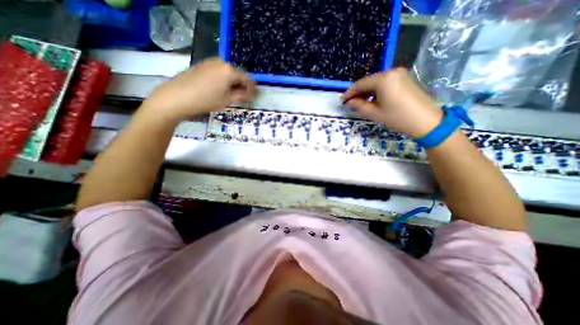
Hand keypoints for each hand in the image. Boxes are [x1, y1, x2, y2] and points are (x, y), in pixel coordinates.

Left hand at [141, 57, 253, 120]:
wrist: (176, 97)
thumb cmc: (205, 101)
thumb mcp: (226, 101)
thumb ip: (240, 96)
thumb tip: (250, 95)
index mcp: (229, 71)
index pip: (246, 79)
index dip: (251, 90)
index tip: (252, 98)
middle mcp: (221, 62)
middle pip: (237, 75)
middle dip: (241, 86)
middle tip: (242, 98)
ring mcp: (210, 62)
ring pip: (228, 73)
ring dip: (232, 83)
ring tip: (231, 95)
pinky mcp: (202, 65)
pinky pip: (218, 72)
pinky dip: (223, 80)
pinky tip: (219, 90)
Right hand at [341, 67, 445, 137]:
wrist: (427, 121)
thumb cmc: (398, 118)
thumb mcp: (375, 114)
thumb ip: (359, 106)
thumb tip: (349, 102)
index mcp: (383, 79)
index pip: (360, 84)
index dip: (349, 93)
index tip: (342, 101)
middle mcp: (392, 72)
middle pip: (369, 81)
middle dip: (358, 92)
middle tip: (350, 103)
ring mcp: (400, 74)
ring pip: (377, 82)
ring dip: (367, 92)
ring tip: (360, 103)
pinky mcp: (405, 78)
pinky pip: (385, 83)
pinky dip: (377, 91)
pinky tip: (373, 99)